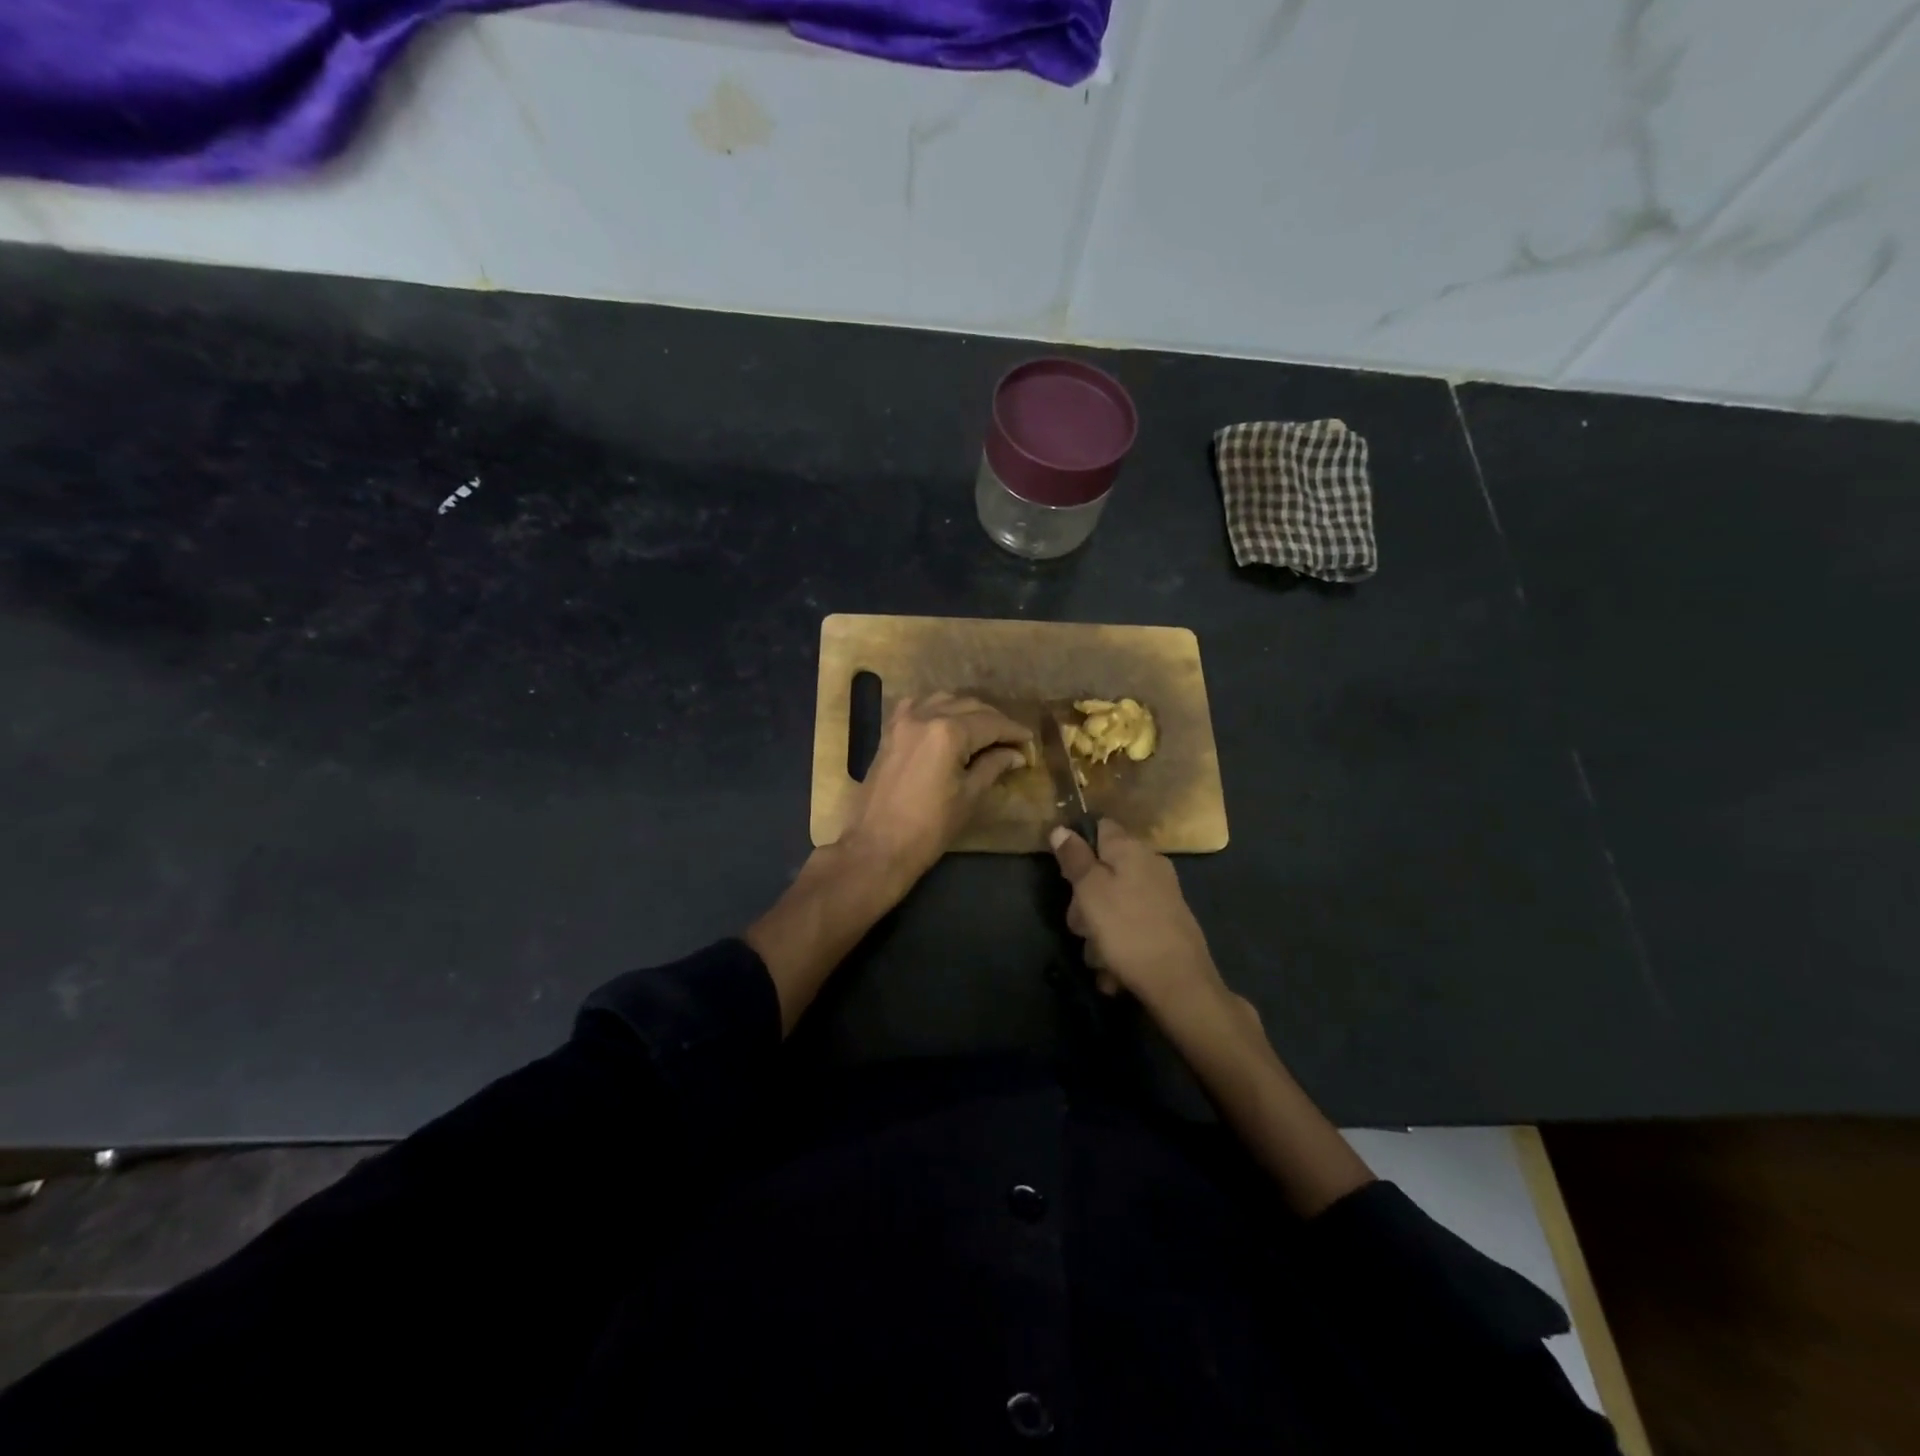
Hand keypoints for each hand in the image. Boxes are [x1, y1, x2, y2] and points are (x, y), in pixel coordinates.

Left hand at [839, 693, 1031, 895]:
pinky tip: (946, 723)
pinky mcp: (889, 732)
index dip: (1014, 731)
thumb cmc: (929, 828)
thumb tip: (1015, 754)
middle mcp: (925, 716)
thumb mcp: (969, 797)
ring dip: (967, 711)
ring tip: (983, 732)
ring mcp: (903, 721)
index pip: (991, 723)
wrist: (877, 847)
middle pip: (969, 706)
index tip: (1029, 741)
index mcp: (949, 732)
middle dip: (994, 721)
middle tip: (1011, 740)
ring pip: (943, 700)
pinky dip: (936, 709)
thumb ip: (993, 767)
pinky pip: (916, 706)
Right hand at [1049, 819, 1227, 1019]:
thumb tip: (1061, 828)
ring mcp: (1161, 897)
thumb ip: (1074, 858)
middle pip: (1103, 871)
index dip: (1078, 845)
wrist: (1180, 985)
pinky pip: (1130, 928)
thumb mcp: (1090, 891)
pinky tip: (1113, 973)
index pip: (1100, 827)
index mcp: (1131, 850)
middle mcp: (1150, 866)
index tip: (1065, 873)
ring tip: (1098, 958)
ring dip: (1098, 932)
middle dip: (1084, 901)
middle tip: (1080, 925)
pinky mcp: (1167, 925)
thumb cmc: (1127, 930)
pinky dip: (1118, 947)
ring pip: (1113, 904)